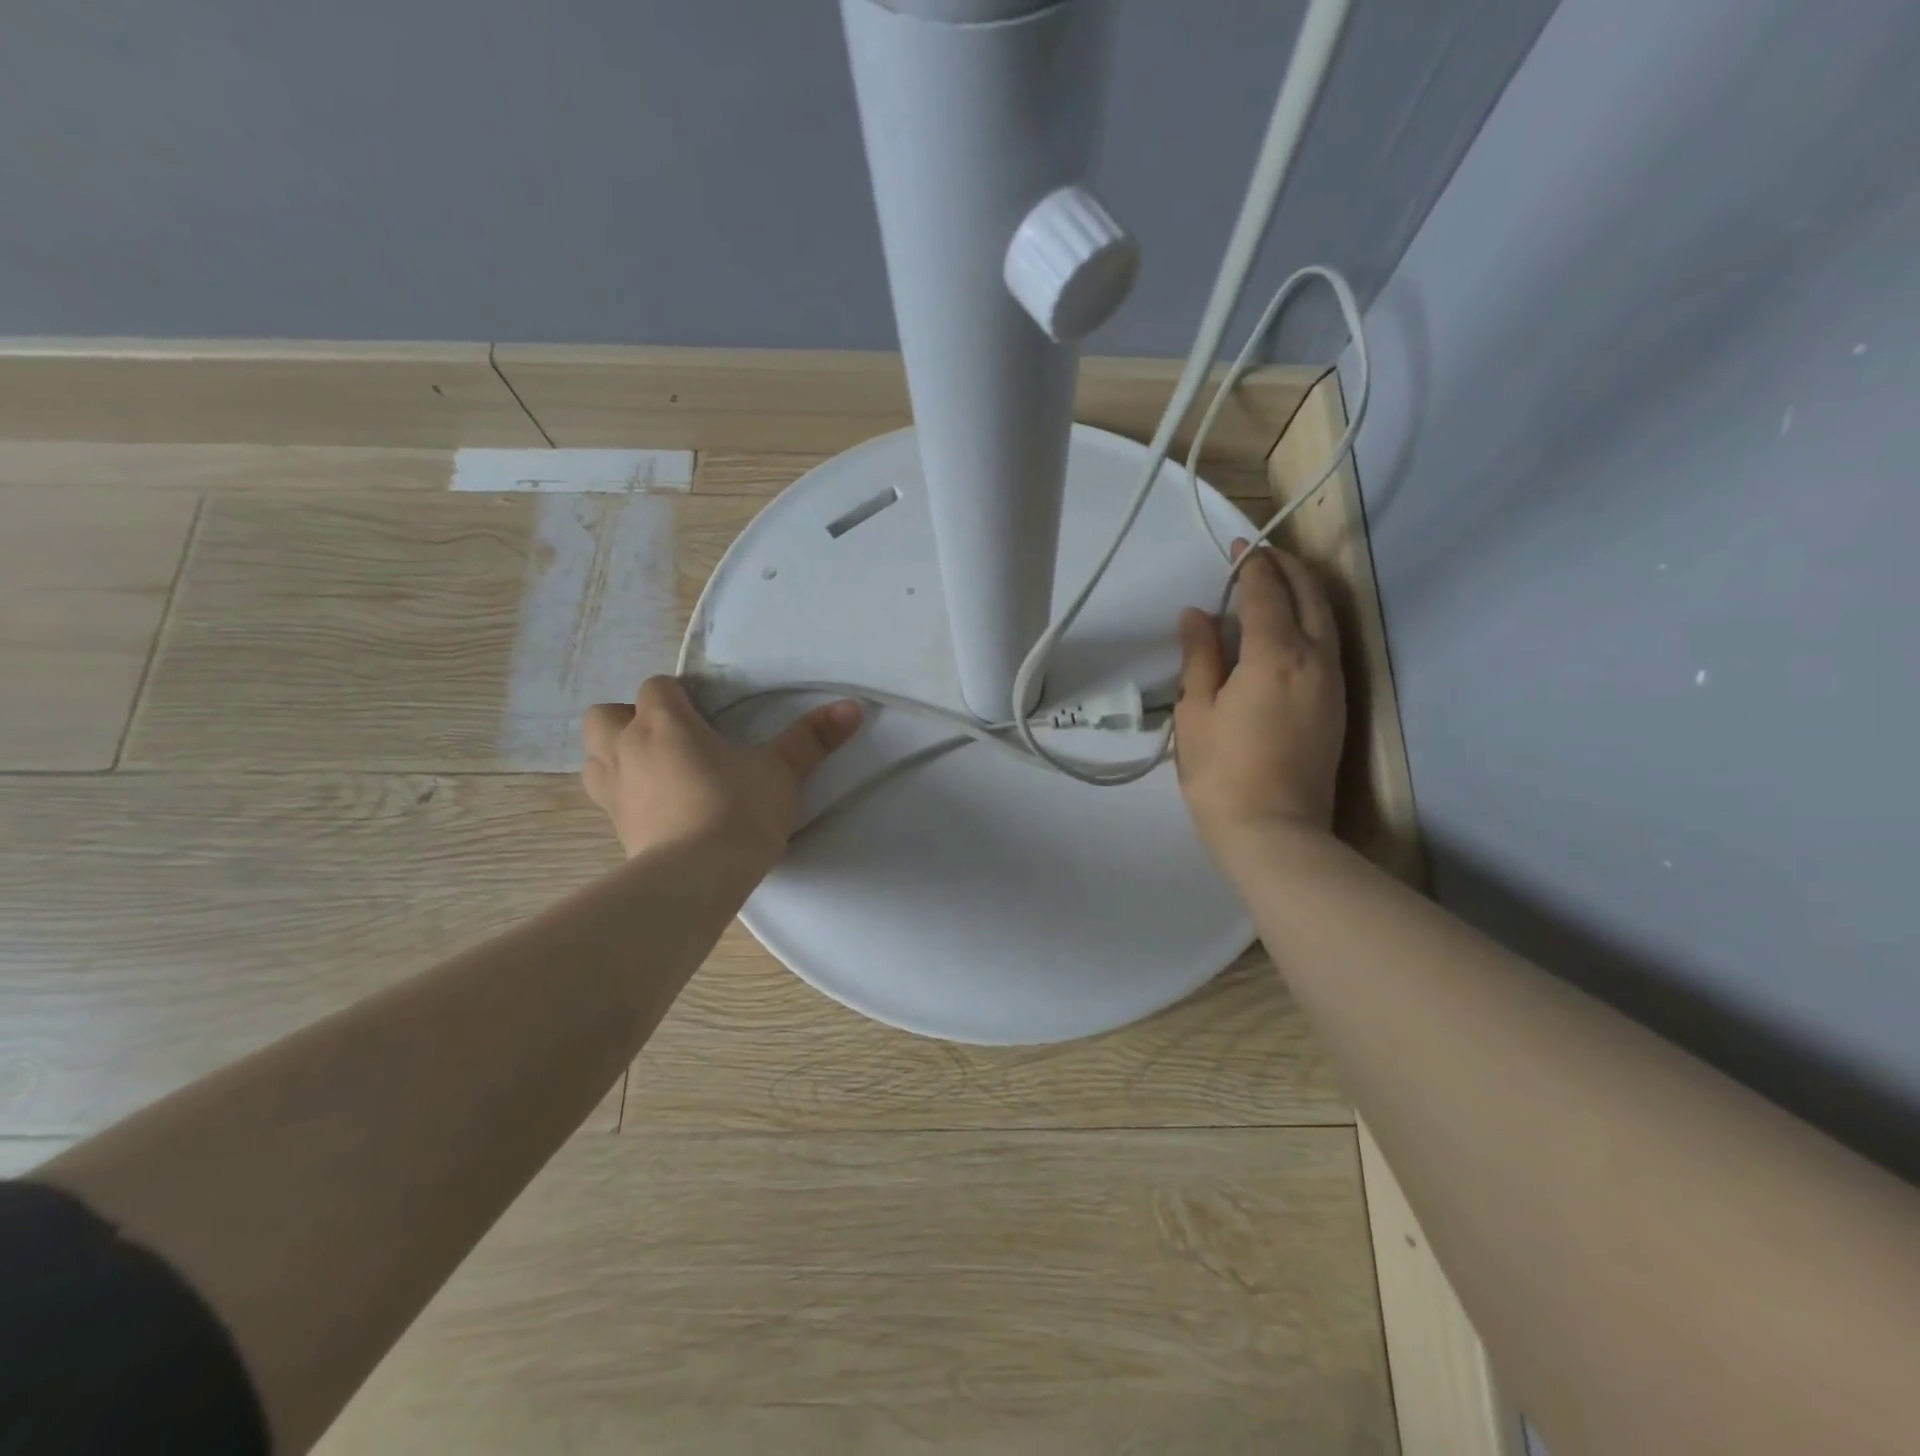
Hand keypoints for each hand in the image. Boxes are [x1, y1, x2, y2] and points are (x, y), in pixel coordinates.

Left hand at [582, 678, 862, 866]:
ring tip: (654, 773)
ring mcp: (614, 791)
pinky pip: (607, 800)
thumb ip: (813, 738)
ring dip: (615, 758)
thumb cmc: (738, 810)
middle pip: (603, 716)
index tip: (705, 713)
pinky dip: (624, 797)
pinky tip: (656, 812)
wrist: (698, 878)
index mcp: (664, 723)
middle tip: (668, 739)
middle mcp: (627, 749)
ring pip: (593, 758)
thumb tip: (853, 706)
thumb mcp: (783, 772)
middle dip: (628, 720)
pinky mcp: (615, 829)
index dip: (677, 695)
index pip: (656, 687)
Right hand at [1173, 541, 1345, 864]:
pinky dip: (1311, 620)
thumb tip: (1197, 614)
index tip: (1237, 548)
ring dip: (1304, 591)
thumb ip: (1200, 657)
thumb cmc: (1222, 772)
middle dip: (1287, 568)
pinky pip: (1329, 644)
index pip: (1267, 592)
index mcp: (1275, 655)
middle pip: (1310, 596)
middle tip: (1261, 555)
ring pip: (1326, 618)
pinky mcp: (1338, 705)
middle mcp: (1315, 659)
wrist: (1274, 831)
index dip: (1251, 566)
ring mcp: (1333, 682)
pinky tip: (1290, 628)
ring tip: (1277, 582)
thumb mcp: (1196, 712)